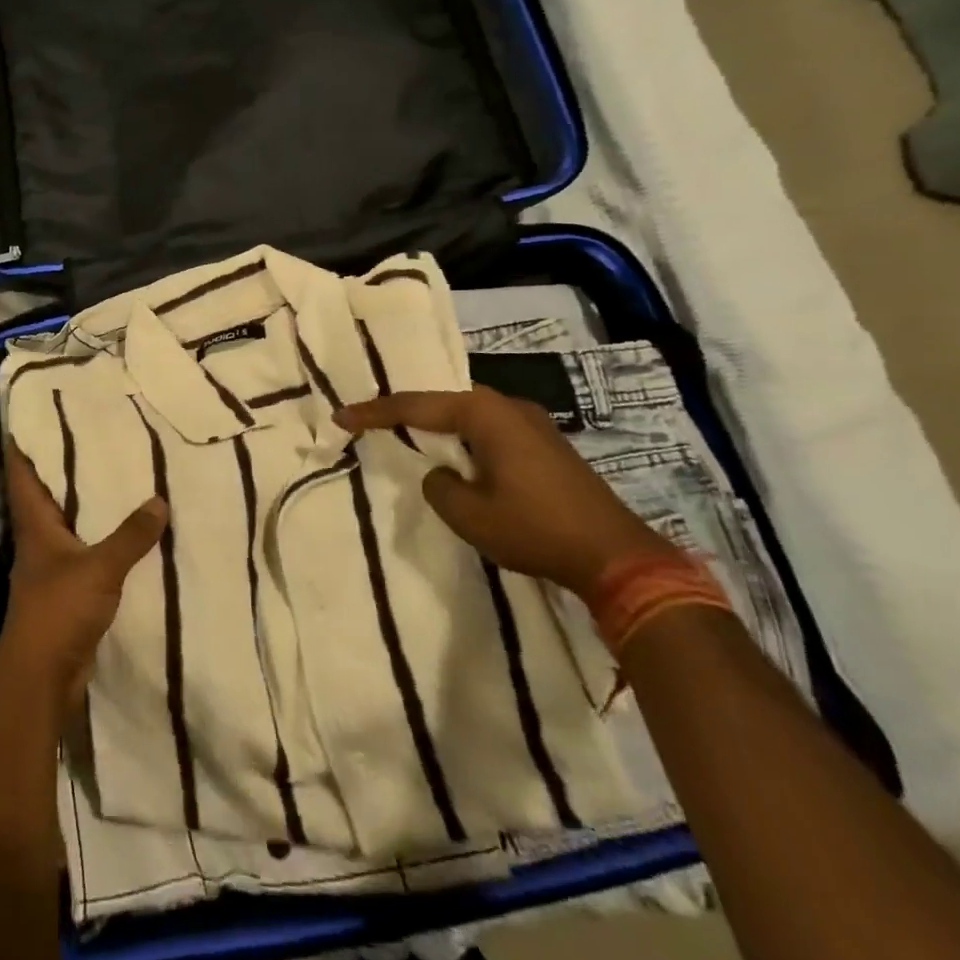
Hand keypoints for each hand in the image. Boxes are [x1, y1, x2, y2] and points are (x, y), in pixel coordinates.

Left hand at [0, 444, 168, 714]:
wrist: (41, 678)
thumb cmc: (58, 610)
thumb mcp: (99, 568)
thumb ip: (130, 535)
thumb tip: (160, 499)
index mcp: (34, 524)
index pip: (21, 473)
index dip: (23, 444)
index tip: (32, 415)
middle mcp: (38, 539)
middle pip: (46, 493)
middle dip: (64, 466)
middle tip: (92, 433)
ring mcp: (51, 566)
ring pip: (68, 522)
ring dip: (85, 503)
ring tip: (116, 472)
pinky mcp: (67, 590)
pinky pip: (85, 552)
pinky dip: (101, 538)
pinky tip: (127, 531)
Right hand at [334, 387, 677, 595]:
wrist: (618, 557)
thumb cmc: (535, 529)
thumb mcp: (468, 514)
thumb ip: (438, 486)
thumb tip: (440, 474)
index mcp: (485, 413)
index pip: (416, 405)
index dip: (375, 412)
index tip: (342, 416)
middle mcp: (508, 406)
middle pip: (444, 401)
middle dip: (407, 412)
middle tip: (372, 423)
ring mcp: (533, 424)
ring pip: (469, 416)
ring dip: (438, 426)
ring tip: (407, 437)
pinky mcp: (547, 445)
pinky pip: (490, 431)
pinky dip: (464, 439)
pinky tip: (456, 456)